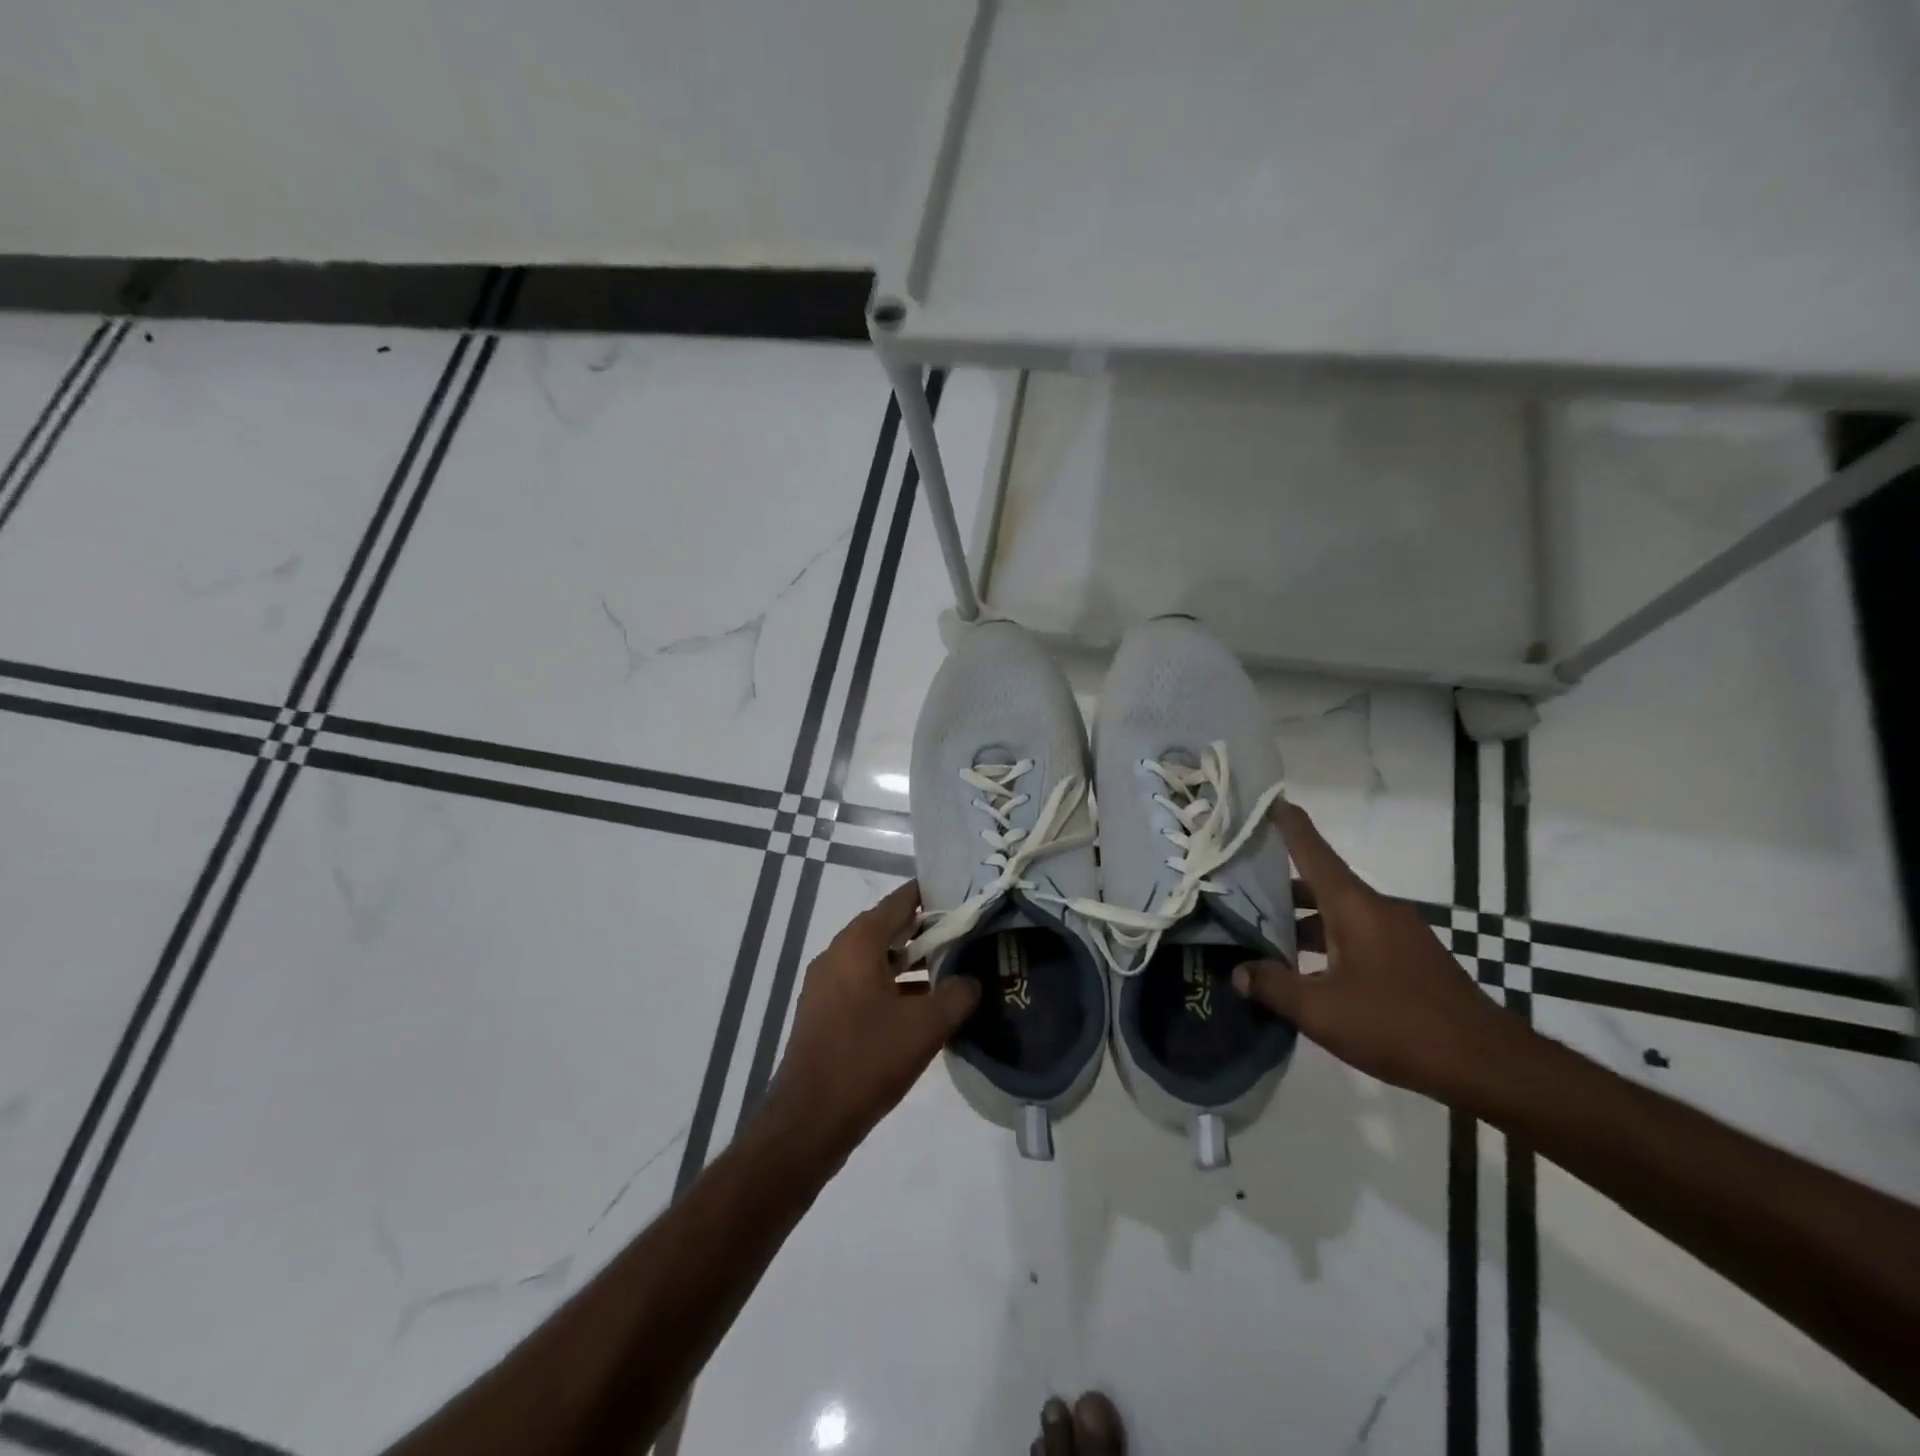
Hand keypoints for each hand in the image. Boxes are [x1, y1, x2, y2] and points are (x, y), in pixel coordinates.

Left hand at [764, 882, 980, 1165]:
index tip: (967, 900)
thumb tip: (972, 980)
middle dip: (927, 932)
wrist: (809, 1120)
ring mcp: (827, 983)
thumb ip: (958, 995)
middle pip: (889, 928)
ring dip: (912, 963)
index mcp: (858, 943)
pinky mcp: (825, 1010)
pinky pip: (864, 983)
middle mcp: (838, 953)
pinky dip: (893, 985)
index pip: (901, 900)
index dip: (935, 896)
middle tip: (967, 937)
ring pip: (877, 958)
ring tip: (953, 972)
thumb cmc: (868, 1060)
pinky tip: (922, 1007)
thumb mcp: (926, 1026)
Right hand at [1232, 800, 1517, 1098]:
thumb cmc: (1397, 1025)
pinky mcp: (1410, 960)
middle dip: (1279, 884)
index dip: (1288, 824)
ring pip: (1337, 913)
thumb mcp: (1320, 1011)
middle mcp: (1376, 909)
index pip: (1313, 851)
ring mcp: (1397, 934)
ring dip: (1301, 919)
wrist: (1487, 1065)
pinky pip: (1356, 936)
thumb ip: (1273, 987)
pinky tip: (1305, 970)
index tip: (1266, 800)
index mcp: (1354, 906)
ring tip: (1261, 933)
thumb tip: (1238, 971)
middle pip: (1320, 883)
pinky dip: (1325, 941)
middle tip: (1237, 884)